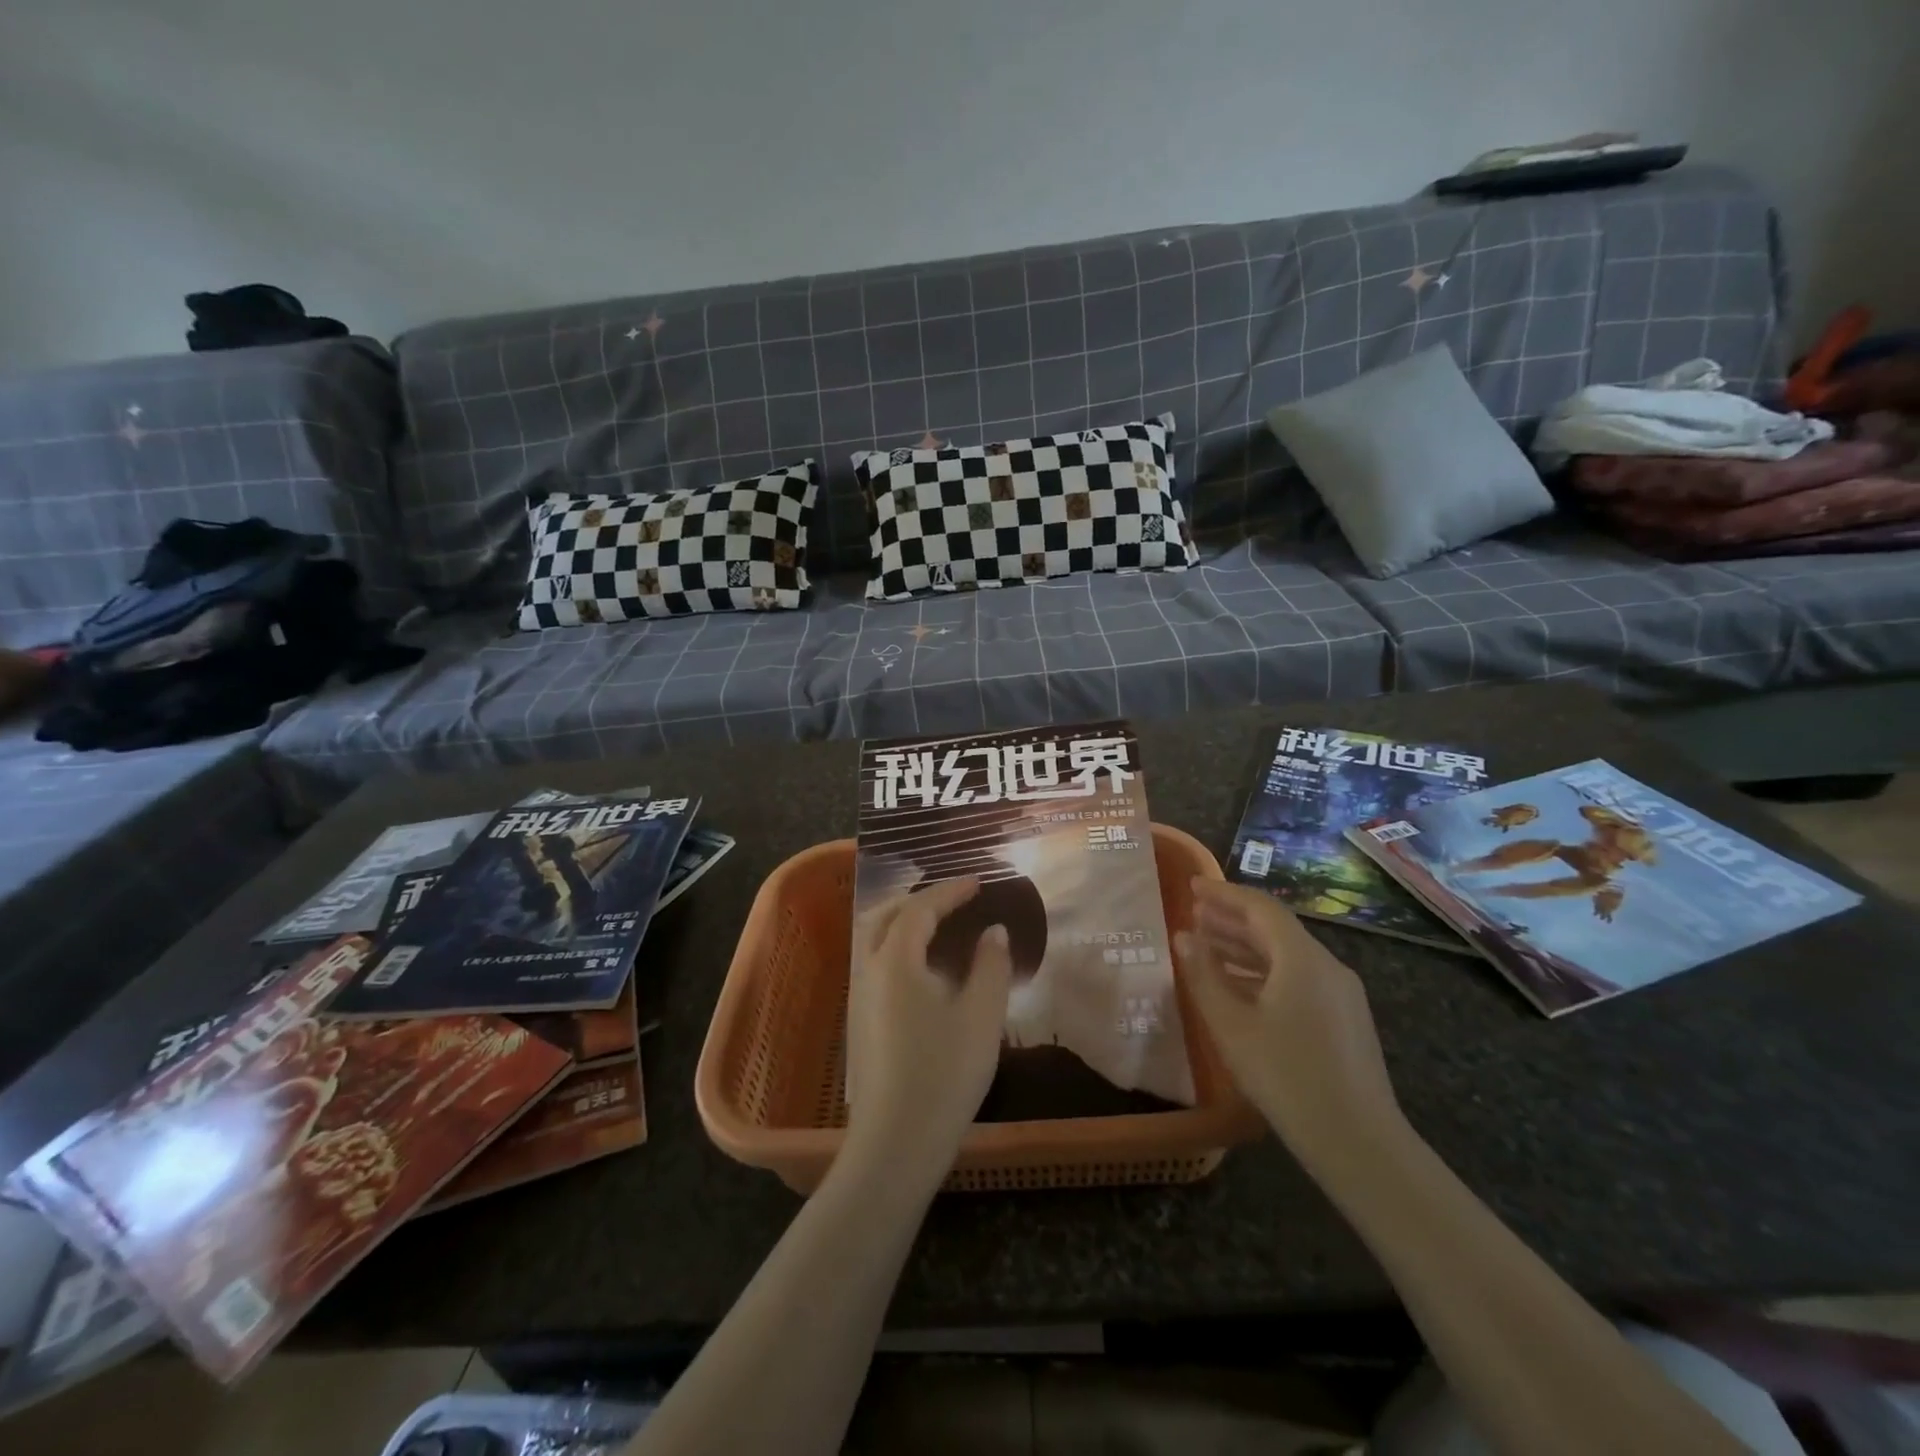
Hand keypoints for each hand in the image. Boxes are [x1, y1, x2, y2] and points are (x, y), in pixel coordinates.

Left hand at [845, 879, 1011, 1182]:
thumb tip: (993, 931)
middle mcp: (868, 969)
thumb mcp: (981, 1016)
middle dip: (918, 899)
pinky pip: (872, 961)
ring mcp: (858, 996)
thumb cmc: (944, 1073)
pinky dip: (894, 945)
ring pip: (872, 938)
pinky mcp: (858, 1020)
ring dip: (901, 920)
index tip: (978, 882)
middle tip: (953, 898)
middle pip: (884, 914)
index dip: (950, 891)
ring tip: (936, 924)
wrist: (895, 1142)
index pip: (920, 909)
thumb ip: (991, 966)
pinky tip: (919, 967)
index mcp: (895, 960)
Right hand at [1177, 878, 1403, 1173]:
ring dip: (1246, 947)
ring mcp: (1341, 994)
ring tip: (1207, 946)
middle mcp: (1327, 966)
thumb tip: (1183, 937)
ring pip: (1287, 955)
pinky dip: (1265, 972)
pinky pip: (1299, 978)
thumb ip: (1203, 975)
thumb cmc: (1286, 1076)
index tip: (1191, 886)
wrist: (1359, 1143)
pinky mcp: (1344, 1020)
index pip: (1260, 908)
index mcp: (1303, 958)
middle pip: (1275, 929)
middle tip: (1193, 914)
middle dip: (1232, 919)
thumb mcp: (1232, 1025)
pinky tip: (1240, 988)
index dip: (1224, 893)